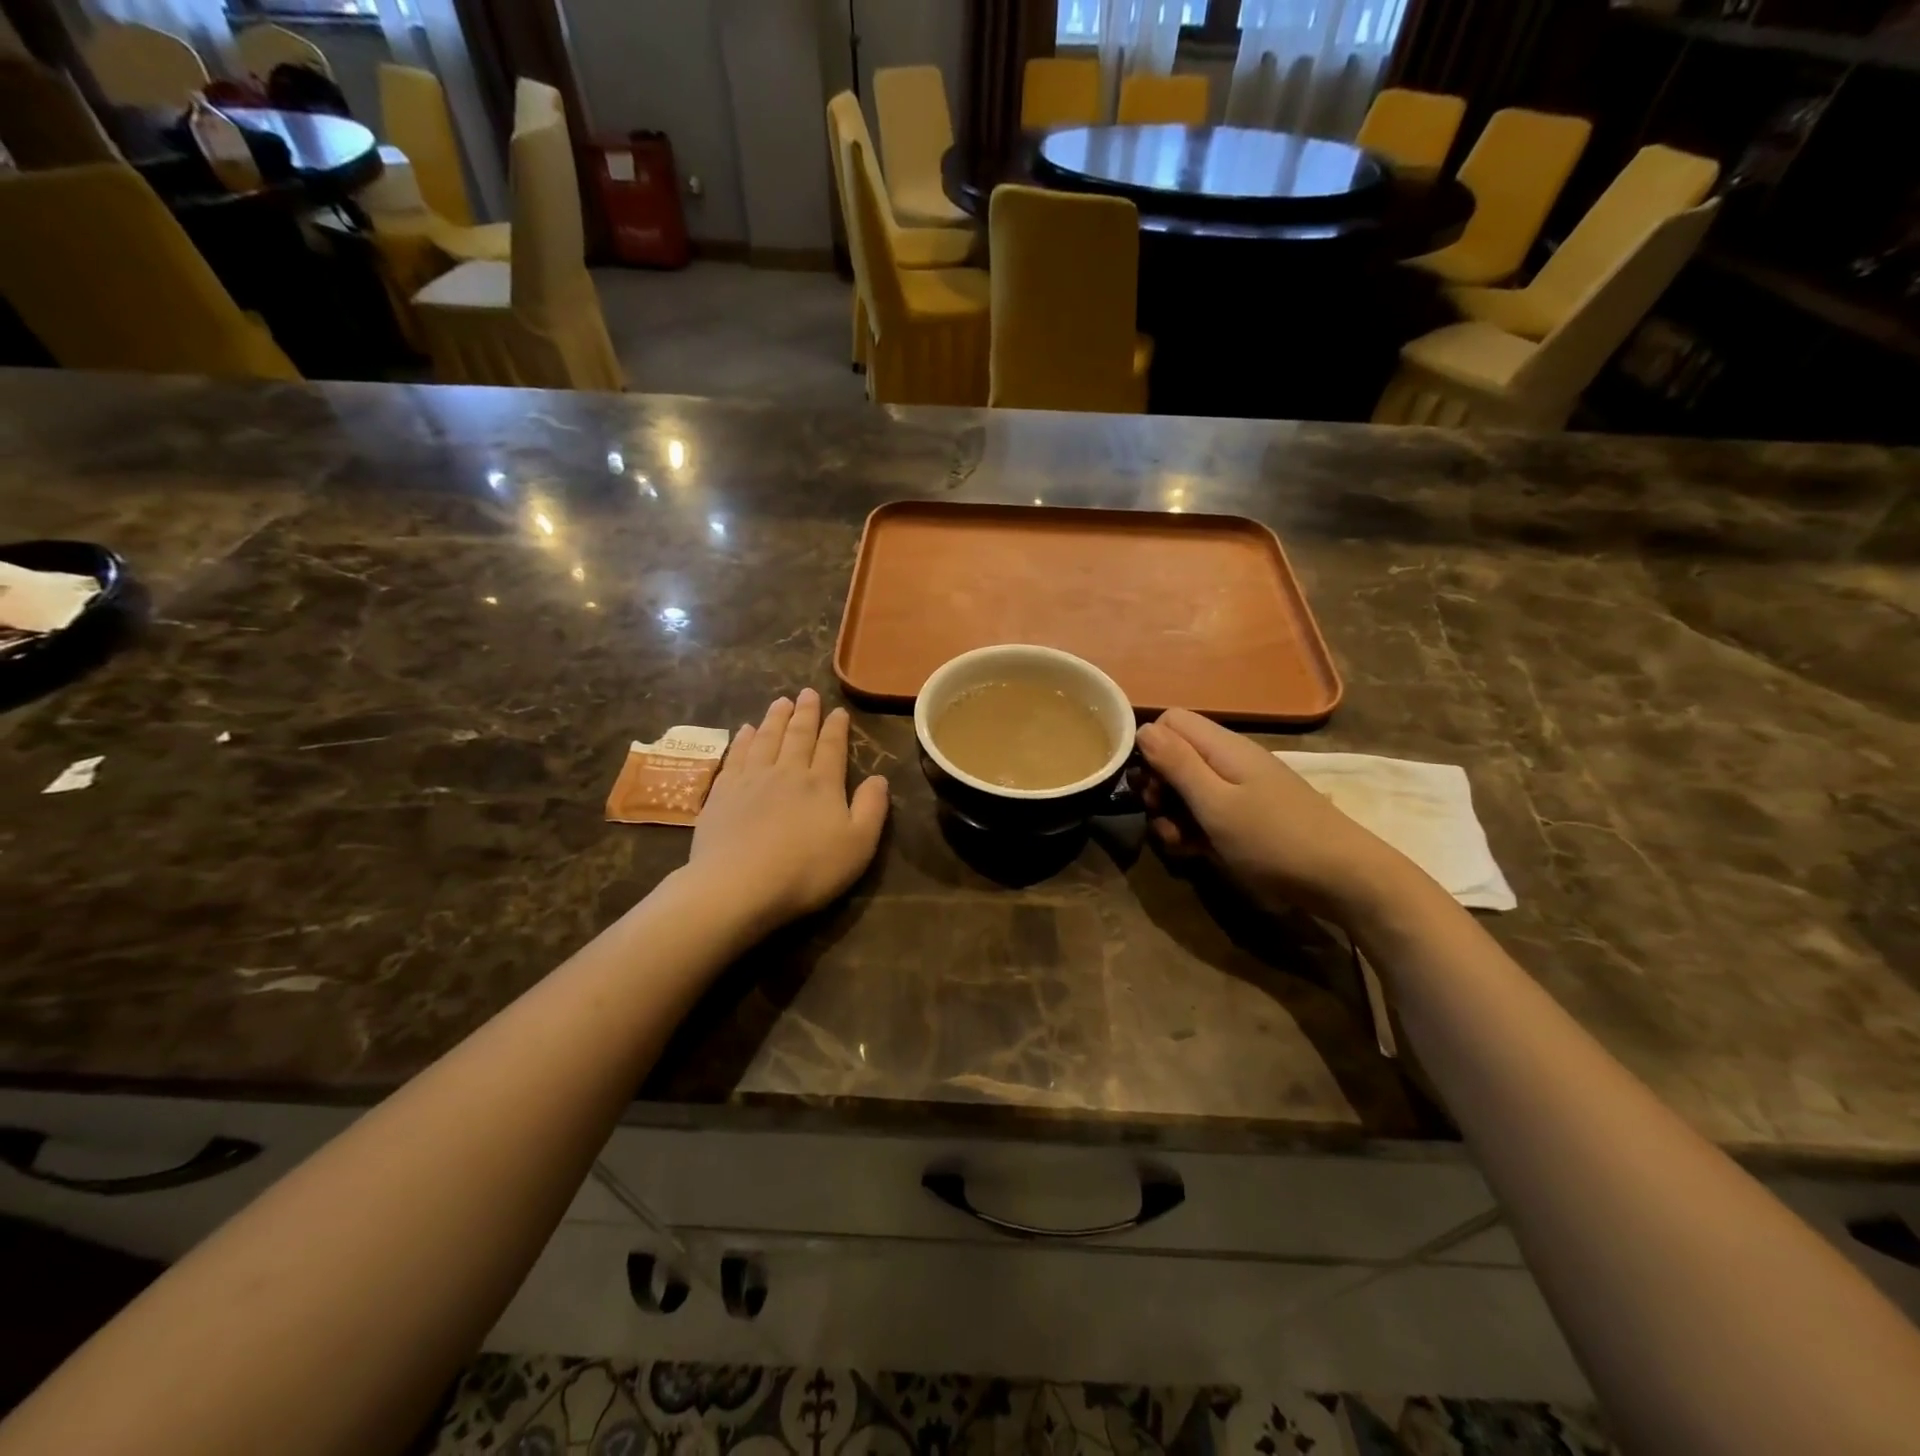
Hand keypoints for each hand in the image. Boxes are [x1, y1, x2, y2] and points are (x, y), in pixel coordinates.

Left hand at [688, 689, 890, 935]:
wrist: (738, 885)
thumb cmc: (806, 869)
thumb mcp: (858, 845)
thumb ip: (871, 808)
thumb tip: (879, 778)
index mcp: (822, 783)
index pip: (831, 747)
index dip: (836, 728)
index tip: (838, 711)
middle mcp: (787, 771)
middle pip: (797, 735)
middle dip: (805, 713)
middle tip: (807, 693)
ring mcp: (750, 780)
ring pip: (765, 739)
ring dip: (774, 718)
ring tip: (779, 702)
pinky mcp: (722, 793)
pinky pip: (736, 756)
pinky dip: (743, 739)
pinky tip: (745, 730)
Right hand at [1134, 708, 1409, 921]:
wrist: (1344, 879)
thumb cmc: (1273, 839)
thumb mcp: (1215, 803)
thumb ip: (1177, 764)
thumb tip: (1143, 728)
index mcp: (1223, 746)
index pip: (1170, 722)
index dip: (1149, 746)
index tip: (1145, 782)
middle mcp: (1229, 760)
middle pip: (1175, 757)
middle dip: (1158, 787)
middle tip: (1160, 814)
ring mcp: (1241, 790)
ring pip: (1188, 790)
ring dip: (1173, 814)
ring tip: (1179, 843)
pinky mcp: (1247, 817)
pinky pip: (1208, 813)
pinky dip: (1195, 829)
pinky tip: (1196, 853)